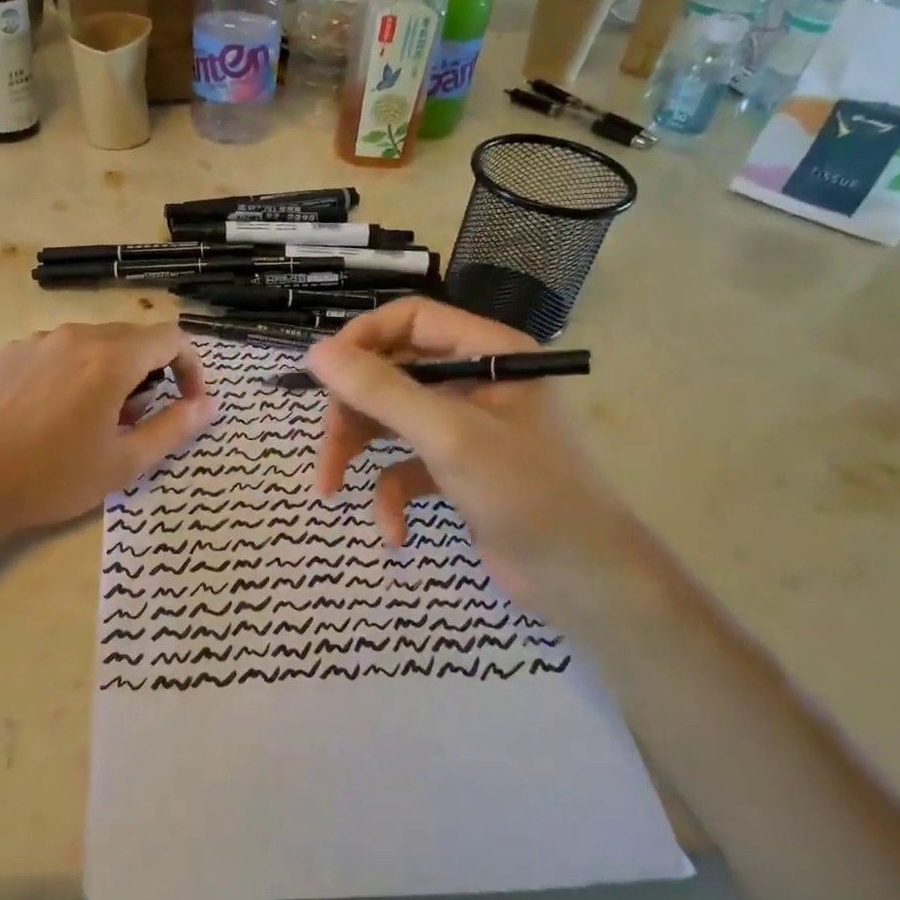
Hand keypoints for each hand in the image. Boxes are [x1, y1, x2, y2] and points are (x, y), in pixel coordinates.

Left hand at [0, 323, 214, 555]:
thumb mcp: (124, 463)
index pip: (170, 338)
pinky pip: (62, 351)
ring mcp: (39, 341)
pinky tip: (58, 414)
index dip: (191, 367)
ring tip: (96, 421)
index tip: (188, 401)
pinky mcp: (11, 354)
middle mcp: (76, 336)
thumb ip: (175, 427)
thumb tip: (210, 404)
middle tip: (138, 421)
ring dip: (114, 373)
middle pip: (133, 339)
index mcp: (110, 358)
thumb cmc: (52, 478)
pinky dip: (78, 372)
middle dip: (151, 374)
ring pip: (96, 344)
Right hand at [307, 298, 634, 612]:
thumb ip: (381, 391)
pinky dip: (393, 497)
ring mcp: (467, 428)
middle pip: (392, 373)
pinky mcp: (458, 471)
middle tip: (329, 446)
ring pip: (391, 421)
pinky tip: (395, 532)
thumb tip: (316, 353)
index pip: (410, 320)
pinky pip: (407, 468)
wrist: (583, 580)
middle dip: (353, 411)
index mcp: (489, 352)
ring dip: (359, 453)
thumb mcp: (447, 436)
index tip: (323, 376)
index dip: (361, 341)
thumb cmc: (526, 493)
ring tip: (332, 489)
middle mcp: (477, 381)